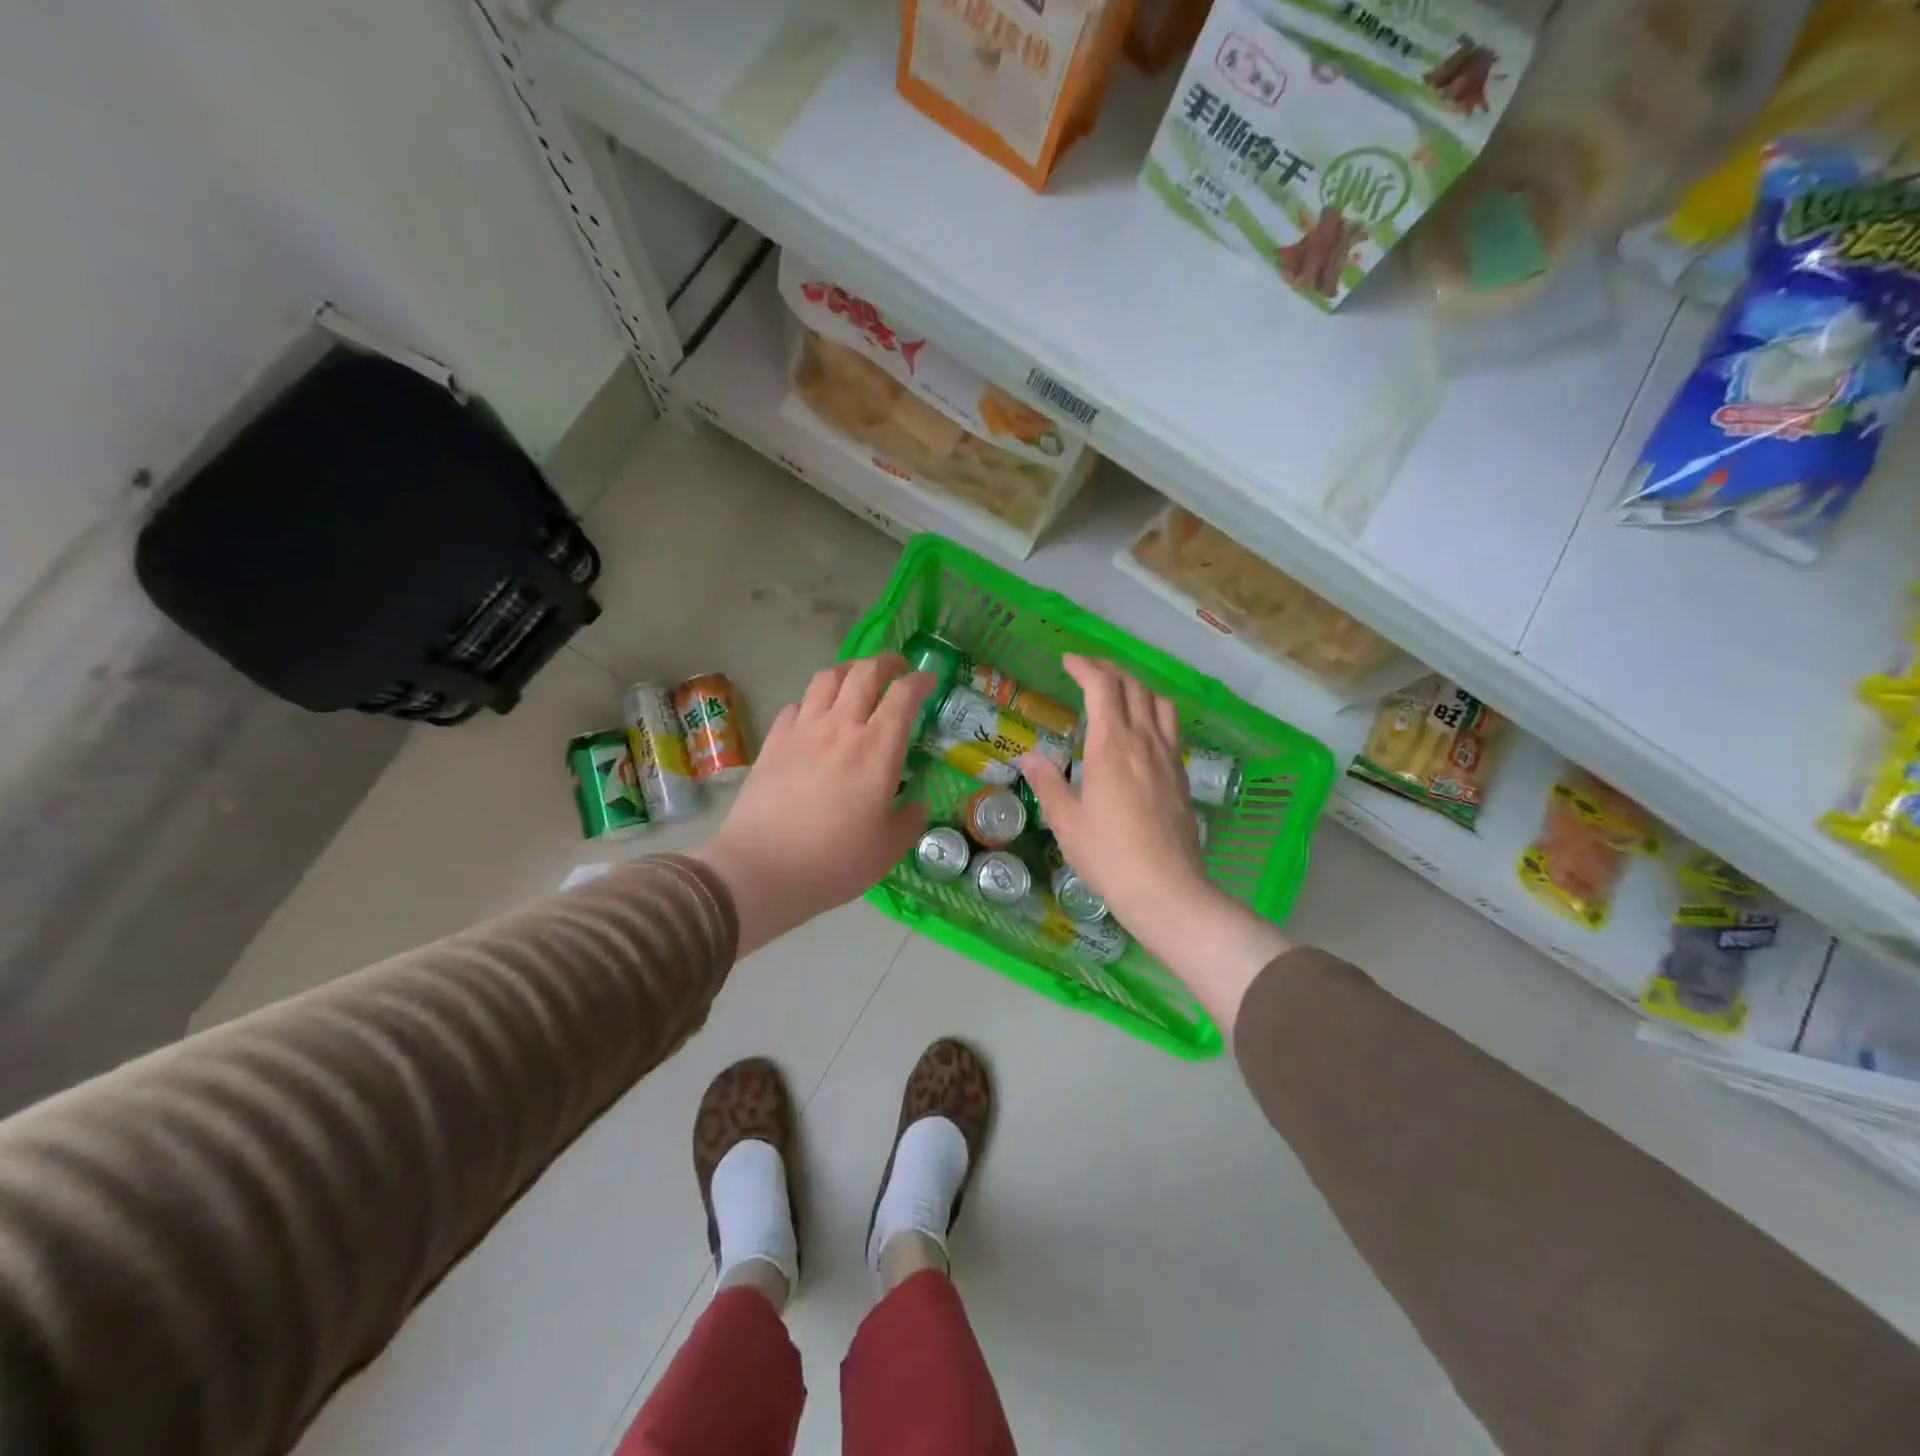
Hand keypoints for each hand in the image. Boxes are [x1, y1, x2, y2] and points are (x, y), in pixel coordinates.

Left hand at [696, 656, 934, 955]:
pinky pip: (796, 705)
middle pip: (864, 672)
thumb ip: (909, 821)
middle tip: (896, 668)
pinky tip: (815, 715)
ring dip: (848, 671)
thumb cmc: (836, 861)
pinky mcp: (773, 742)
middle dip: (885, 662)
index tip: (929, 681)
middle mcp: (841, 728)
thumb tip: (916, 805)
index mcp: (878, 749)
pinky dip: (812, 701)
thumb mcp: (889, 849)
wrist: (764, 869)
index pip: (904, 695)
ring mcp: (803, 731)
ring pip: (827, 679)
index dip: (921, 681)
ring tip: (856, 680)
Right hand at [1020, 655, 1290, 1033]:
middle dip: (1110, 670)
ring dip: (1138, 686)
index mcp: (1113, 746)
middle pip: (1134, 688)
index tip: (1069, 661)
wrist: (1166, 889)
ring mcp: (1169, 758)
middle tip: (1089, 670)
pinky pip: (1171, 728)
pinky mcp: (1182, 777)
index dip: (1085, 668)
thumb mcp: (1067, 821)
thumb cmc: (1108, 855)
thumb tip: (1030, 757)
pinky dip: (1155, 712)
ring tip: (1120, 690)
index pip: (1102, 688)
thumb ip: (1048, 783)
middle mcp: (1145, 742)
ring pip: (1160, 703)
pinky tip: (1144, 729)